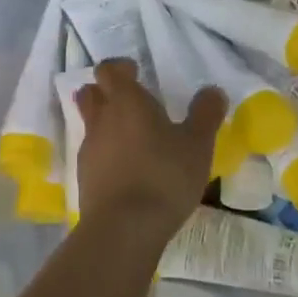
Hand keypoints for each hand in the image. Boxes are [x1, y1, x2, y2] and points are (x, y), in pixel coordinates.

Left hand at [75, 60, 227, 247]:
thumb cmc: (164, 176)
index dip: (120, 68)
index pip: (109, 70)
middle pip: (91, 93)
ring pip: (90, 124)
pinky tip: (127, 169)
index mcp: (126, 101)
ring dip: (106, 124)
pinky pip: (93, 154)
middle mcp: (101, 119)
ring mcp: (89, 149)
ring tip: (133, 138)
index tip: (136, 72)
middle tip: (129, 101)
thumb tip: (212, 91)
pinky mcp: (84, 178)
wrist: (124, 228)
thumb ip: (205, 114)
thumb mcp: (197, 144)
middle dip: (105, 92)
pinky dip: (106, 154)